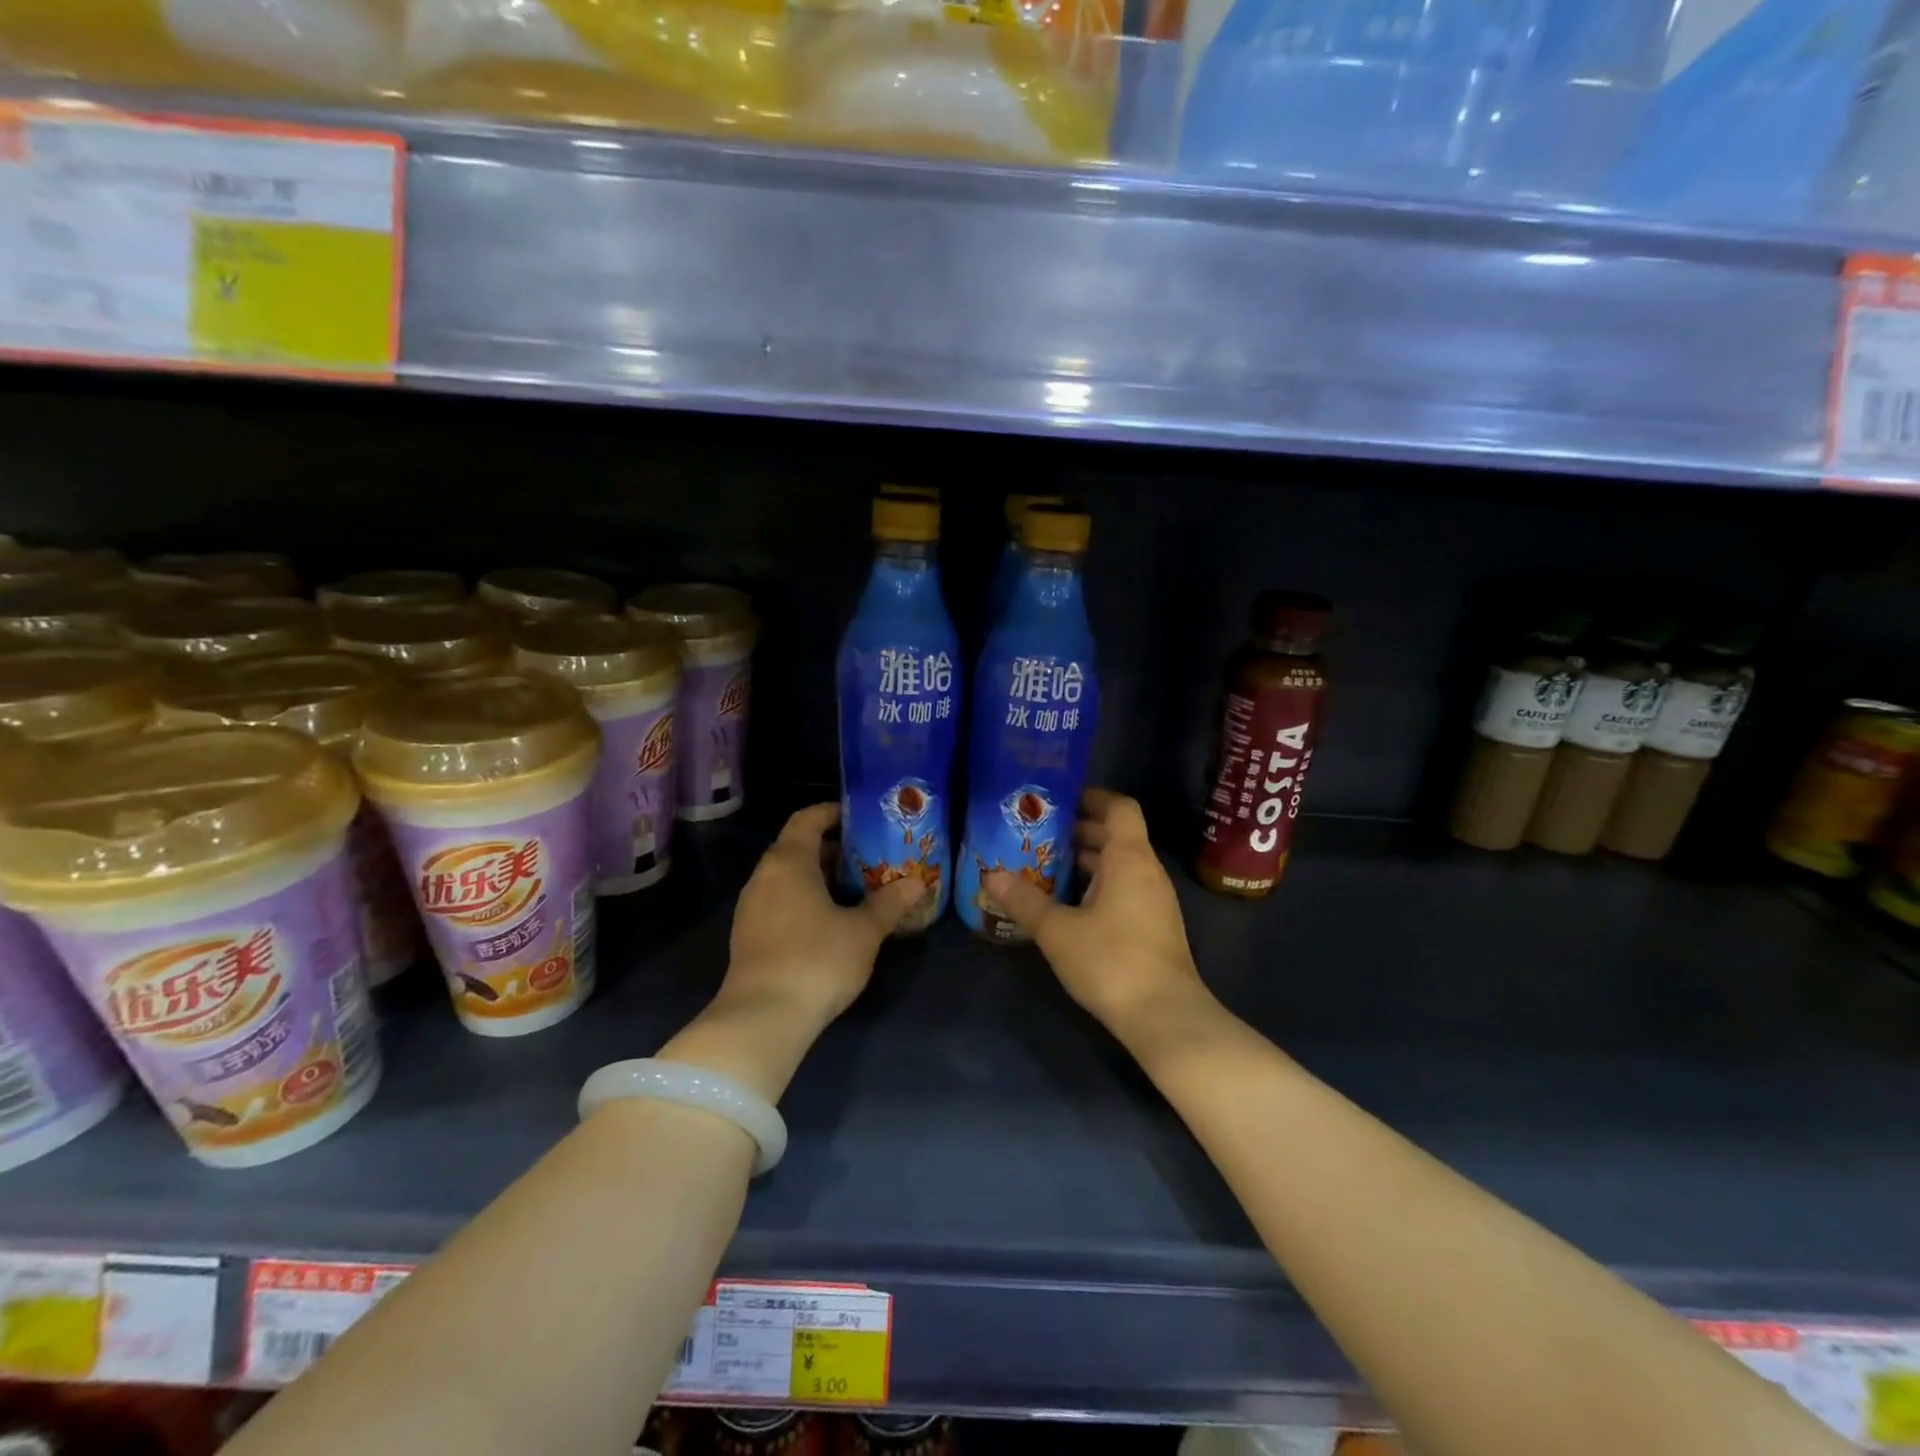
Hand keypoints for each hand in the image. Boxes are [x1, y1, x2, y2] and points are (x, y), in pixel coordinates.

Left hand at [724, 802, 924, 1030]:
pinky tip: (830, 921)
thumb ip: (889, 903)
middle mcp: (764, 877)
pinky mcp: (749, 936)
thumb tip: (917, 883)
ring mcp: (751, 908)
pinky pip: (780, 902)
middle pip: (797, 848)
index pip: (807, 819)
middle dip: (833, 849)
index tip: (860, 816)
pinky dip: (804, 900)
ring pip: (788, 878)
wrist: (762, 1018)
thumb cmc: (817, 960)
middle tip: (868, 856)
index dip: (832, 812)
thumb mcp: (863, 931)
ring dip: (819, 878)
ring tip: (855, 889)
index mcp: (788, 862)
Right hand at [984, 789, 1209, 1045]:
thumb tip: (989, 876)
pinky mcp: (1154, 926)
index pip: (1119, 807)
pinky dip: (1097, 885)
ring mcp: (1155, 900)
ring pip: (1119, 865)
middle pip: (1116, 836)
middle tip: (1038, 834)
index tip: (1060, 800)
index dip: (1093, 797)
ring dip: (1086, 862)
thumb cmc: (1111, 961)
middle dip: (1078, 832)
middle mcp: (1147, 870)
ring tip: (1045, 867)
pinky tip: (1068, 905)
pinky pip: (1124, 889)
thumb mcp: (1057, 930)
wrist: (1164, 1017)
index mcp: (1129, 858)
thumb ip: (1024, 901)